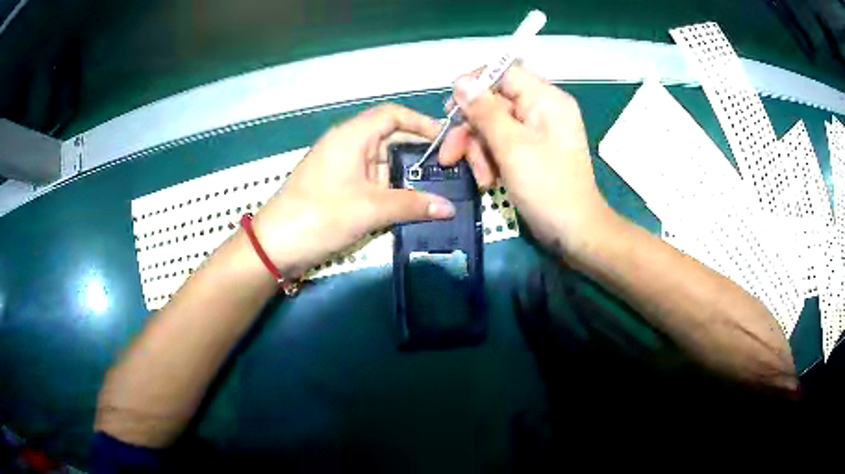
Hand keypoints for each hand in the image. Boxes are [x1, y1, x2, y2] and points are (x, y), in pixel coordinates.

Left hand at [252, 104, 455, 275]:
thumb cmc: (321, 216)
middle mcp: (346, 144)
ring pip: (380, 162)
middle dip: (417, 153)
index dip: (421, 123)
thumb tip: (450, 208)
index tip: (446, 141)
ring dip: (404, 175)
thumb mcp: (371, 209)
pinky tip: (406, 205)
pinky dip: (388, 189)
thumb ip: (412, 205)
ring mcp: (340, 166)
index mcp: (352, 135)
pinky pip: (369, 180)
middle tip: (447, 172)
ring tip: (433, 191)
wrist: (274, 246)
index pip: (392, 115)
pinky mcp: (336, 186)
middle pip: (389, 137)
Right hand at [439, 65, 610, 255]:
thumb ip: (485, 111)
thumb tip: (461, 81)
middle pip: (493, 102)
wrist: (574, 232)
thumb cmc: (547, 187)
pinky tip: (488, 181)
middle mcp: (542, 109)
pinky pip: (502, 144)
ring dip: (479, 151)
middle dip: (471, 130)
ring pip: (493, 126)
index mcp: (545, 99)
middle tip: (450, 155)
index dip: (474, 85)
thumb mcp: (512, 146)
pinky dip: (490, 161)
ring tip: (481, 179)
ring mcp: (537, 131)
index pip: (503, 72)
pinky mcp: (531, 150)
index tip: (451, 109)